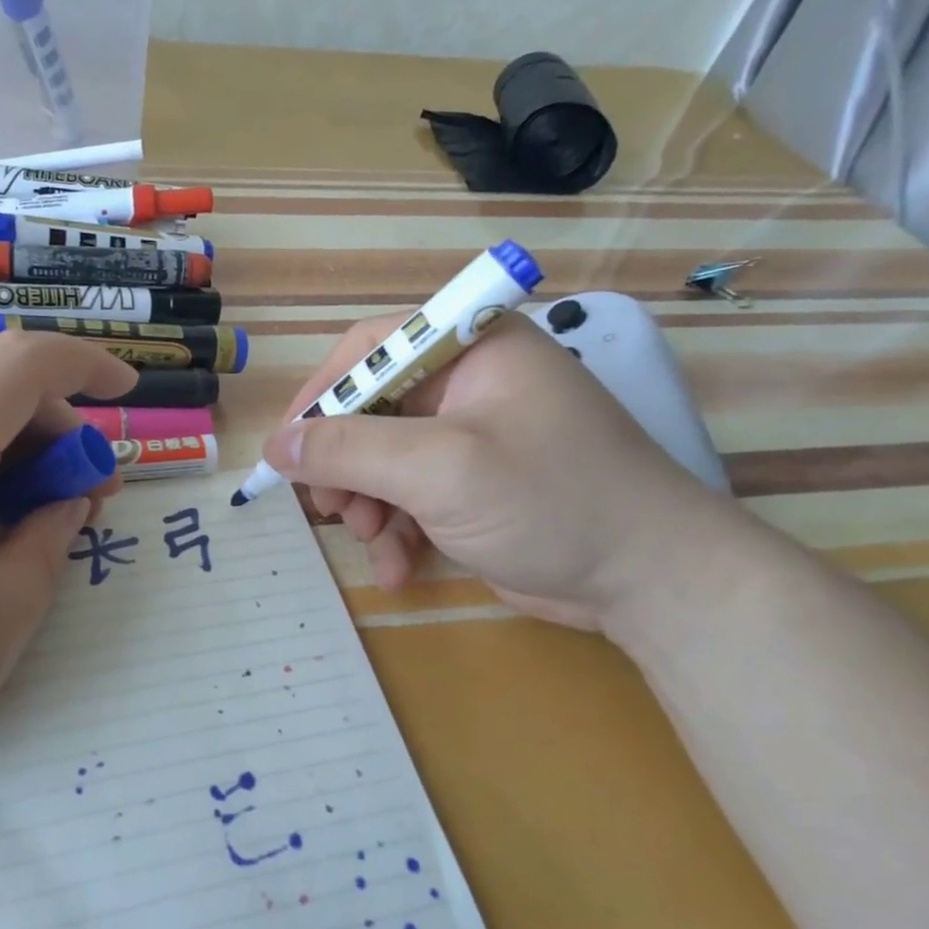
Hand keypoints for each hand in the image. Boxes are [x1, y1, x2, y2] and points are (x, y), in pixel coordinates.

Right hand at [263, 311, 748, 629]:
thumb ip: (350, 451)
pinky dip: (396, 530)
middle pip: (370, 408)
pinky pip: (411, 494)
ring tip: (370, 540)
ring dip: (367, 503)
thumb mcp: (440, 470)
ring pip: (383, 458)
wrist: (651, 581)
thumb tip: (277, 445)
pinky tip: (398, 567)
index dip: (320, 395)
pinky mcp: (473, 484)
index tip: (286, 449)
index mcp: (470, 347)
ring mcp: (471, 436)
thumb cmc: (550, 501)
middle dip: (345, 464)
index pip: (369, 350)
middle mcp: (468, 382)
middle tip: (330, 508)